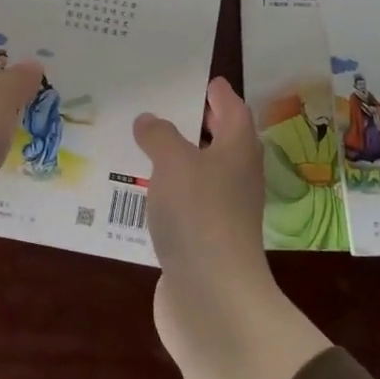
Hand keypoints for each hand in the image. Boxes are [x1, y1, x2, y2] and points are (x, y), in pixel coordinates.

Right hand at [132, 78, 271, 318]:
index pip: (234, 110)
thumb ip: (159, 135)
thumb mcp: (174, 162)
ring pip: (201, 175)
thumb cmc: (199, 214)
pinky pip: (185, 206)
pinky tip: (142, 192)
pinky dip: (168, 194)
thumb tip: (148, 120)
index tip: (205, 81)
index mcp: (238, 150)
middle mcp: (237, 178)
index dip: (219, 94)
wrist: (212, 297)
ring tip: (145, 145)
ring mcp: (223, 213)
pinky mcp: (204, 242)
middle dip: (199, 125)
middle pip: (222, 142)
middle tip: (168, 107)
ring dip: (180, 160)